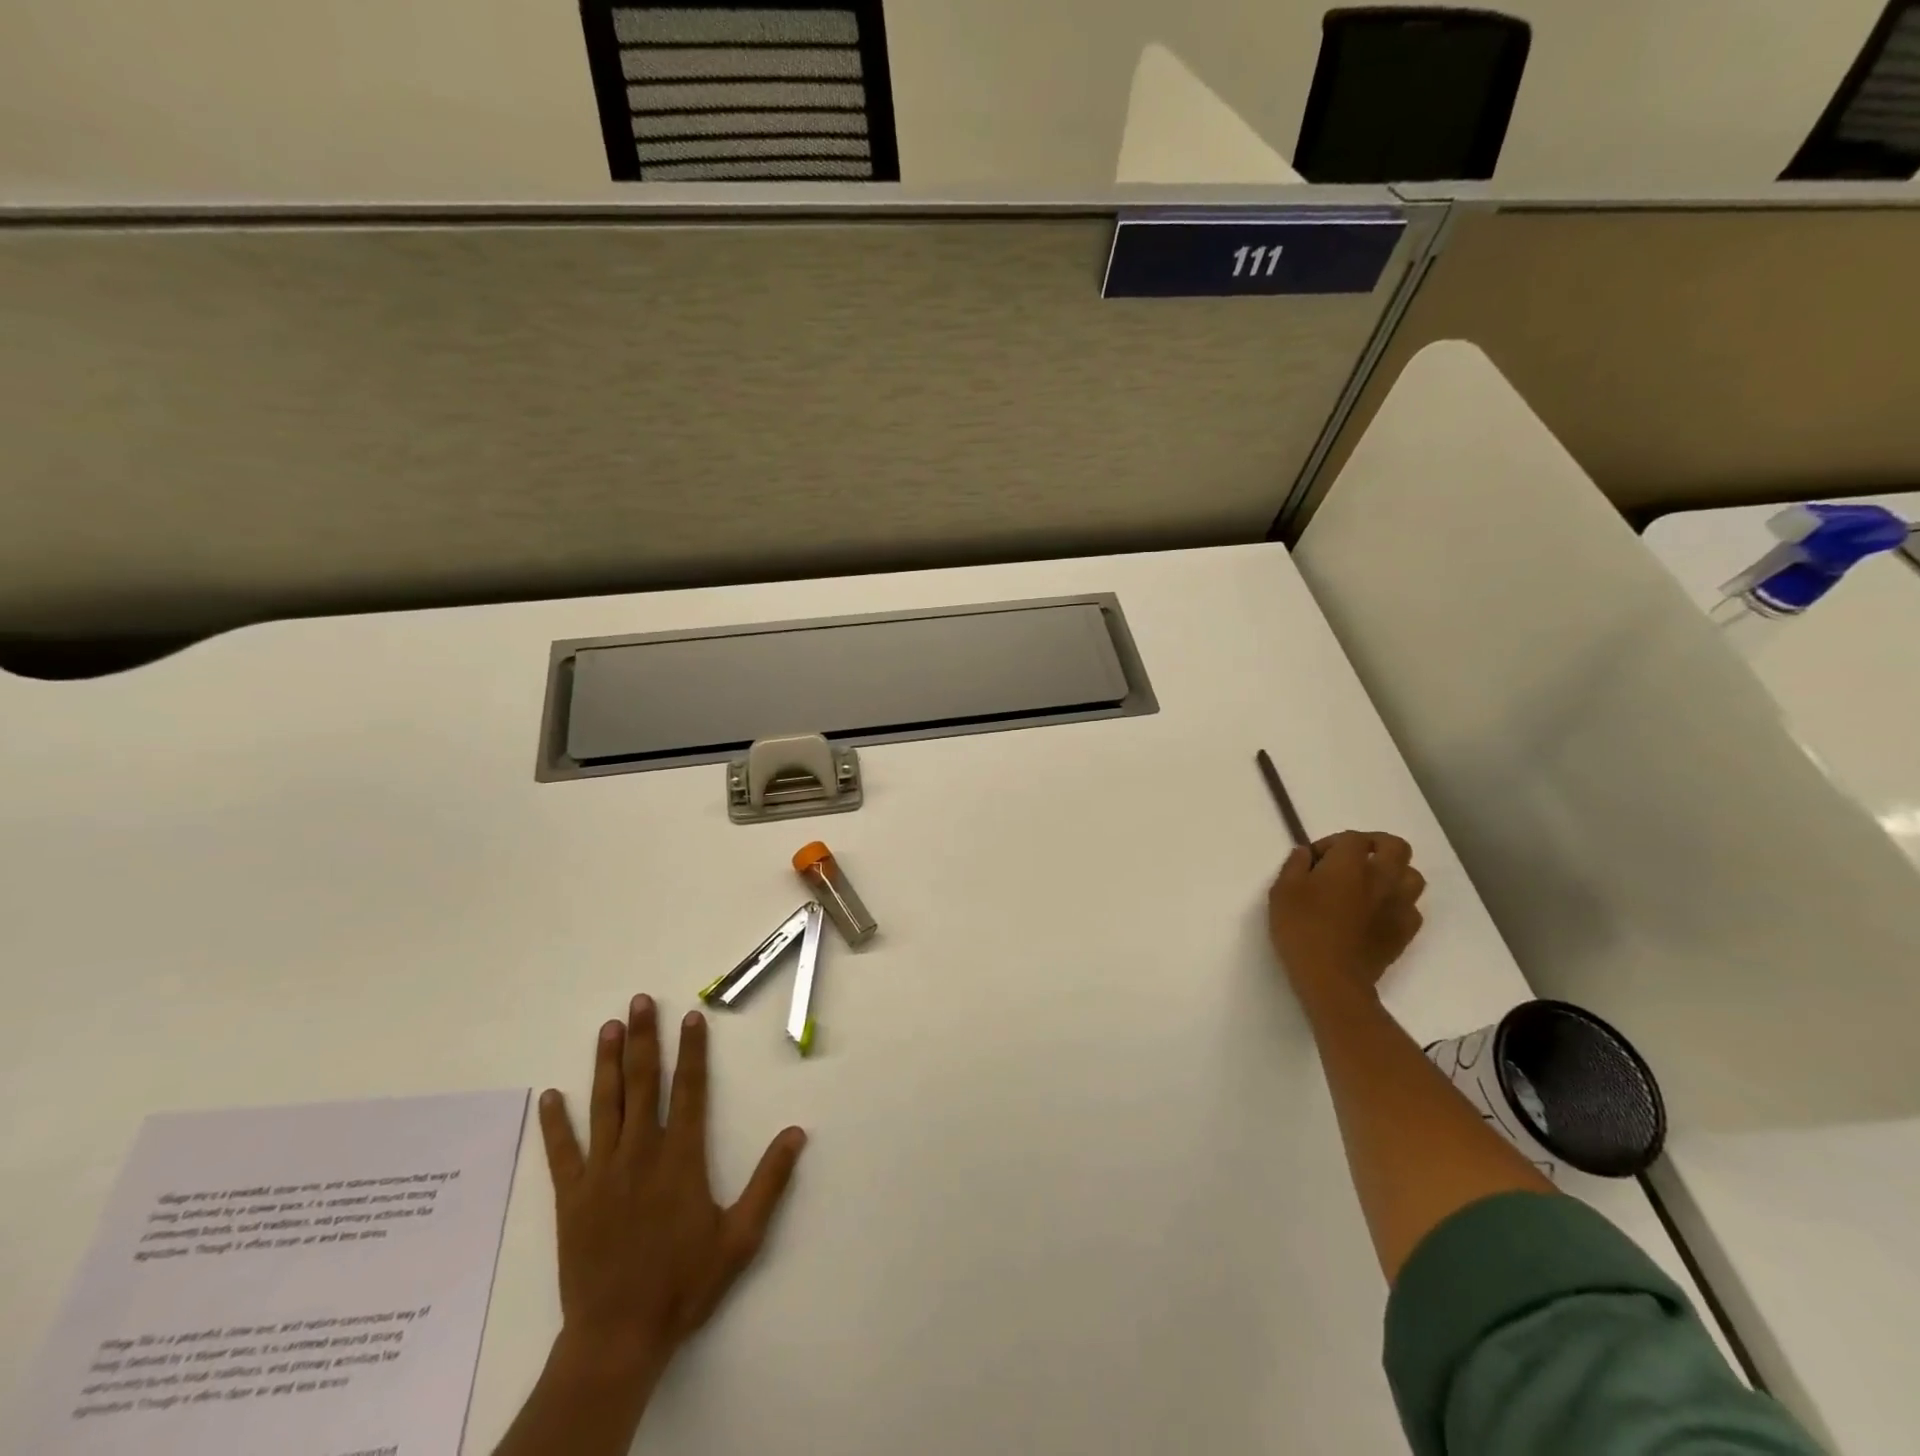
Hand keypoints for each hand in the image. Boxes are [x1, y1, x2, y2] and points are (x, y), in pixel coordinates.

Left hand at [537, 995, 807, 1387]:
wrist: (618, 1337)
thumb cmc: (684, 1284)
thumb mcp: (741, 1237)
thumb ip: (770, 1181)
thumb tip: (796, 1132)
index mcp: (680, 1158)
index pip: (689, 1090)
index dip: (692, 1050)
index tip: (691, 1017)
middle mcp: (640, 1153)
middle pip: (642, 1083)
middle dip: (643, 1039)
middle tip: (640, 1002)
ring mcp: (601, 1173)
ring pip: (604, 1105)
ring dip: (606, 1064)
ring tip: (608, 1027)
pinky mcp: (571, 1198)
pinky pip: (561, 1152)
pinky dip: (555, 1123)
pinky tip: (550, 1095)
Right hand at [1267, 831, 1426, 1006]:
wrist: (1332, 978)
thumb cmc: (1302, 929)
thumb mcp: (1282, 891)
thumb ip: (1294, 865)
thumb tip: (1305, 853)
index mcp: (1350, 863)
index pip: (1352, 838)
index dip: (1332, 843)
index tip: (1314, 860)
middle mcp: (1381, 877)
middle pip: (1395, 846)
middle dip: (1376, 845)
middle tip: (1353, 858)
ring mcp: (1399, 904)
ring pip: (1412, 875)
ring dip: (1393, 872)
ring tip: (1370, 884)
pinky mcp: (1406, 930)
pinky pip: (1412, 906)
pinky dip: (1398, 903)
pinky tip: (1378, 913)